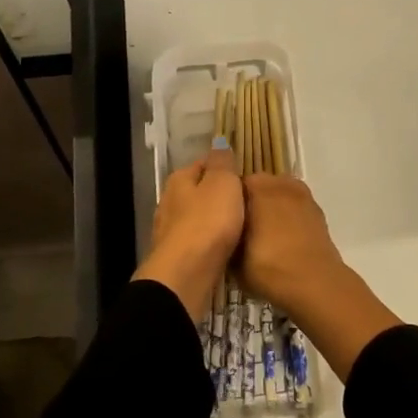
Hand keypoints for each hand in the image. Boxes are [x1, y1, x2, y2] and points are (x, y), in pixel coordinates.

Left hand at [134, 139, 242, 320]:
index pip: (204, 164)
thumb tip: (219, 143)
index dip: (225, 168)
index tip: (246, 178)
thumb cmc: (208, 221)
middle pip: (199, 192)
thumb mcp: (223, 183)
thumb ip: (222, 163)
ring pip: (198, 218)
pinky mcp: (177, 257)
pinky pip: (199, 242)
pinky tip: (226, 248)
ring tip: (241, 227)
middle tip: (248, 204)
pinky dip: (211, 242)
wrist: (186, 274)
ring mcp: (170, 231)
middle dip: (220, 196)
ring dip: (216, 221)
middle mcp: (169, 201)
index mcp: (179, 179)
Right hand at [238, 174, 355, 323]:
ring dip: (271, 209)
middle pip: (259, 187)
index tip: (220, 219)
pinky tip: (282, 240)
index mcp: (258, 187)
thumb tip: (223, 234)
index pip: (233, 184)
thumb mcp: (233, 258)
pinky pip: (295, 208)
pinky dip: (288, 218)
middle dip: (250, 202)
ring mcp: (303, 196)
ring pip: (279, 196)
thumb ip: (226, 237)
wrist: (315, 285)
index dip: (225, 201)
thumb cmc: (269, 267)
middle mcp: (281, 184)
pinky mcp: (318, 213)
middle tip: (239, 228)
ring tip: (261, 235)